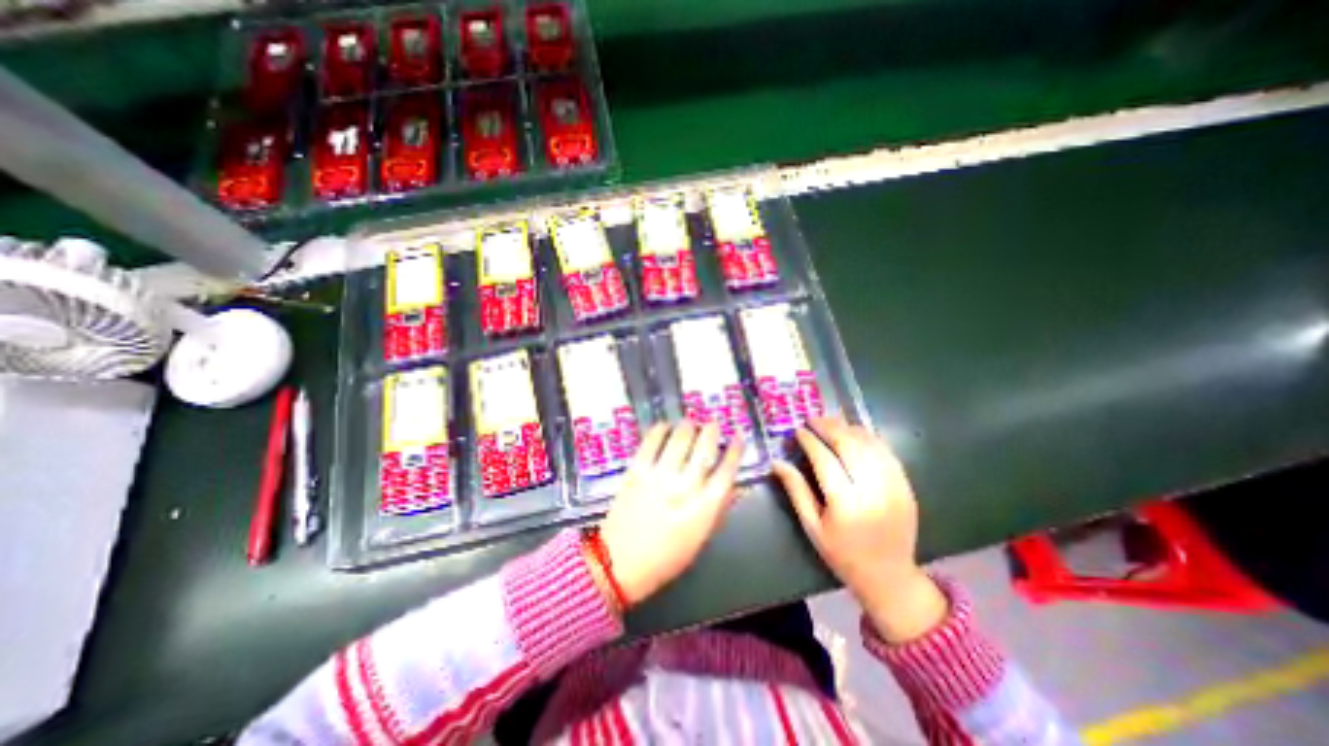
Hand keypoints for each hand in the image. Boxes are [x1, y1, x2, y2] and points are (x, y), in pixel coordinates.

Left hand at [603, 423, 745, 608]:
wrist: (618, 563)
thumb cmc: (665, 558)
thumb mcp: (700, 538)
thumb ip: (719, 509)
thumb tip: (736, 484)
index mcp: (703, 509)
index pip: (727, 471)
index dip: (735, 450)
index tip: (737, 436)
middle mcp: (684, 488)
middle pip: (704, 449)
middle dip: (711, 431)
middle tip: (711, 424)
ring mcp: (658, 477)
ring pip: (680, 439)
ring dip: (688, 426)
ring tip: (690, 423)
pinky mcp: (636, 471)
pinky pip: (651, 441)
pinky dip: (661, 429)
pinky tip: (665, 426)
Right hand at [774, 417, 948, 642]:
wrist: (889, 576)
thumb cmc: (842, 554)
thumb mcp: (812, 526)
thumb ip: (796, 490)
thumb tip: (777, 462)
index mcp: (845, 504)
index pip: (825, 460)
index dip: (810, 441)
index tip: (798, 430)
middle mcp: (872, 491)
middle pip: (849, 446)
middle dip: (829, 427)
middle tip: (813, 419)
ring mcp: (894, 487)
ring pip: (870, 445)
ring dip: (849, 429)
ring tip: (832, 422)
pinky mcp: (906, 486)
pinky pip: (887, 453)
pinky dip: (870, 438)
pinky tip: (856, 433)